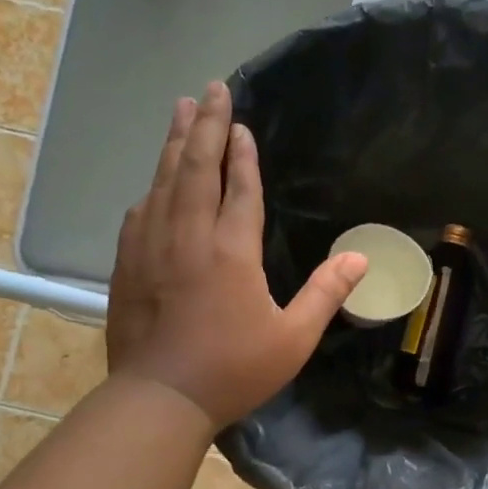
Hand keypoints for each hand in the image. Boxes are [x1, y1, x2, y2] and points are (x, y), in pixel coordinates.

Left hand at [106, 83, 366, 427]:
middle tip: (210, 90)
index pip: (240, 188)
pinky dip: (153, 186)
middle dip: (205, 125)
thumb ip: (325, 294)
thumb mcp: (293, 339)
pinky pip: (140, 210)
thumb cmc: (233, 370)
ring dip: (175, 143)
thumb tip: (360, 258)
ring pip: (164, 181)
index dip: (243, 155)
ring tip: (180, 110)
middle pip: (196, 168)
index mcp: (231, 251)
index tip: (242, 124)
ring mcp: (151, 246)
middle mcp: (188, 236)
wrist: (159, 398)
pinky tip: (156, 180)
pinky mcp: (128, 263)